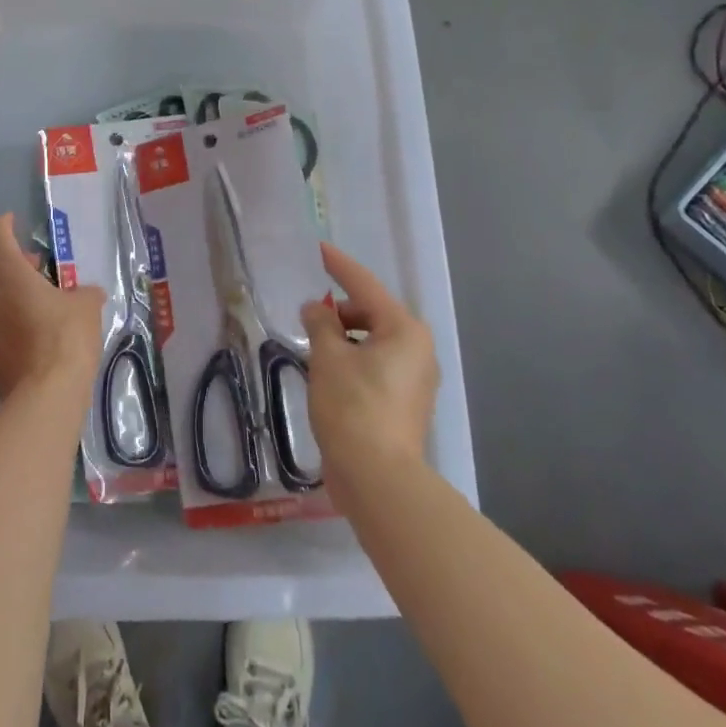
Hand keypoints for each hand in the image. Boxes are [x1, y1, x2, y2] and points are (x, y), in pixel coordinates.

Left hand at [0, 214, 104, 401]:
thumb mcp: (86, 308)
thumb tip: (90, 292)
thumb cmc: (66, 337)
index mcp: (9, 273)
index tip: (12, 221)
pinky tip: (18, 326)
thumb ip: (85, 294)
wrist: (46, 394)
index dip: (3, 226)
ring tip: (20, 296)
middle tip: (20, 263)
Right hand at [300, 243, 438, 483]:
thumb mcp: (328, 357)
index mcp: (404, 330)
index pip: (365, 285)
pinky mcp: (406, 403)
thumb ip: (320, 324)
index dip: (339, 266)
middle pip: (372, 314)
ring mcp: (416, 379)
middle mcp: (418, 349)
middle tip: (307, 317)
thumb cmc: (352, 406)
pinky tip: (329, 373)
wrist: (378, 477)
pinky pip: (376, 365)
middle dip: (339, 311)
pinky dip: (353, 360)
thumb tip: (316, 310)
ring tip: (314, 349)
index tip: (319, 249)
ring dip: (344, 338)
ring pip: (373, 342)